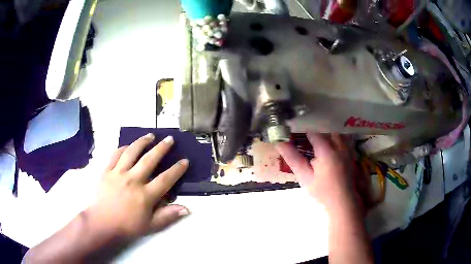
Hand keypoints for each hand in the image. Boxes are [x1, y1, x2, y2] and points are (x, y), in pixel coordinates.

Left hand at [86, 133, 189, 240]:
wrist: (101, 223)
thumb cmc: (127, 226)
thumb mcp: (150, 226)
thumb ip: (168, 216)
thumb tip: (187, 208)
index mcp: (145, 195)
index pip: (165, 179)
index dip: (177, 169)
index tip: (185, 161)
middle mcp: (133, 180)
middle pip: (149, 160)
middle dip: (162, 148)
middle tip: (169, 139)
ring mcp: (118, 173)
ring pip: (132, 152)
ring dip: (142, 142)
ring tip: (150, 135)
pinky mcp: (106, 171)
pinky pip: (115, 155)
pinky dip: (123, 148)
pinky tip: (128, 146)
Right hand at [276, 132, 356, 211]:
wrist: (342, 201)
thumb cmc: (322, 191)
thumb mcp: (305, 176)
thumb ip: (293, 158)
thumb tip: (279, 143)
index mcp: (326, 151)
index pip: (314, 133)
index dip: (304, 133)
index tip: (297, 135)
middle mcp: (339, 147)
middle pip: (327, 130)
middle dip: (317, 133)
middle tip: (308, 140)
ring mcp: (347, 150)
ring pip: (338, 134)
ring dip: (328, 135)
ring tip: (320, 143)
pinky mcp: (351, 155)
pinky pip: (345, 140)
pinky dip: (337, 140)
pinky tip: (332, 149)